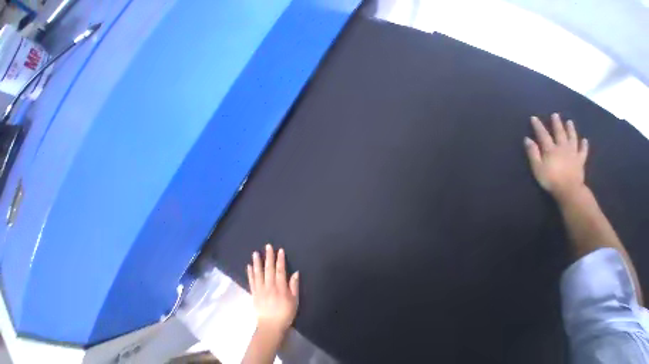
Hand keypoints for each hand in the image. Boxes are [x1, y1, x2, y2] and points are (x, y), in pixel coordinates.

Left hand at [247, 244, 299, 332]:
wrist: (270, 329)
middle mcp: (269, 287)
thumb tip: (296, 272)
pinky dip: (250, 273)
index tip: (280, 250)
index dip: (280, 260)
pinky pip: (251, 282)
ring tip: (255, 253)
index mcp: (280, 288)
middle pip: (268, 269)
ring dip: (257, 262)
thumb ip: (294, 285)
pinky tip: (248, 266)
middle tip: (267, 246)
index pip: (280, 270)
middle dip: (268, 257)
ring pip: (258, 274)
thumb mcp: (294, 301)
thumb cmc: (285, 313)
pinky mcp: (254, 295)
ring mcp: (260, 290)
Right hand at [524, 113, 588, 199]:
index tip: (534, 118)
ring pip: (573, 138)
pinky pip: (583, 150)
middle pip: (560, 133)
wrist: (568, 189)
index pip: (543, 135)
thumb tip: (528, 139)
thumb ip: (532, 152)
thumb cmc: (549, 178)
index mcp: (551, 149)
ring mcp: (573, 153)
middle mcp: (563, 148)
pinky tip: (584, 140)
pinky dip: (584, 144)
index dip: (538, 126)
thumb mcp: (536, 166)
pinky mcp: (580, 160)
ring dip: (571, 129)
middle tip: (555, 115)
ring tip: (570, 122)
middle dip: (557, 123)